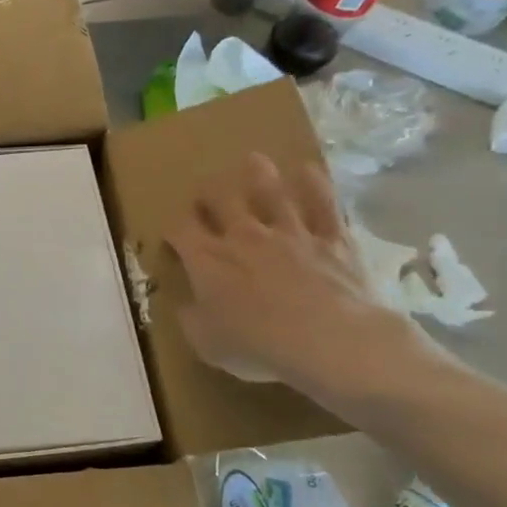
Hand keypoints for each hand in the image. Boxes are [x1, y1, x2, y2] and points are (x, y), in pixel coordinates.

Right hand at [165, 154, 432, 401]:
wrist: (330, 341)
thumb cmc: (258, 346)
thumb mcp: (206, 343)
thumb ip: (192, 318)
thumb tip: (186, 305)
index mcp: (207, 260)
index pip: (181, 231)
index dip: (174, 228)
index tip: (173, 234)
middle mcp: (243, 236)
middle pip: (221, 201)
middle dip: (210, 194)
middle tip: (208, 192)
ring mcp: (290, 233)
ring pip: (270, 193)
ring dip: (259, 175)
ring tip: (254, 160)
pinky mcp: (332, 239)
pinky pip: (322, 204)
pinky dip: (315, 185)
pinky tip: (309, 170)